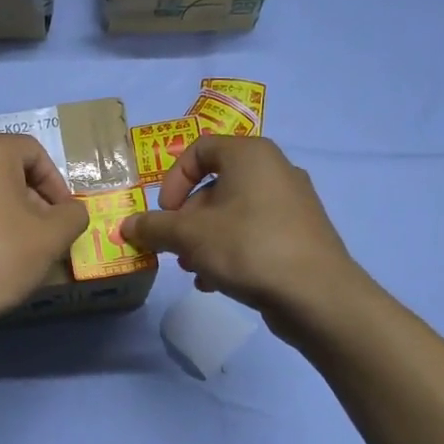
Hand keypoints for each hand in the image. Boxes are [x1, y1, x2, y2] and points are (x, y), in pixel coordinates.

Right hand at [121, 135, 366, 338]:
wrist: (317, 294)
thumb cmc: (248, 247)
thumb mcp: (190, 236)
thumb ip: (154, 228)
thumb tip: (125, 226)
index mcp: (250, 155)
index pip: (200, 149)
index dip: (173, 180)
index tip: (164, 213)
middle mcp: (274, 170)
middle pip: (214, 186)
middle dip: (186, 219)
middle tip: (174, 247)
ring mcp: (291, 203)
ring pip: (232, 214)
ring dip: (204, 240)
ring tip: (193, 269)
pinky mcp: (299, 234)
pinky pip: (253, 233)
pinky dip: (230, 251)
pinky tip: (216, 283)